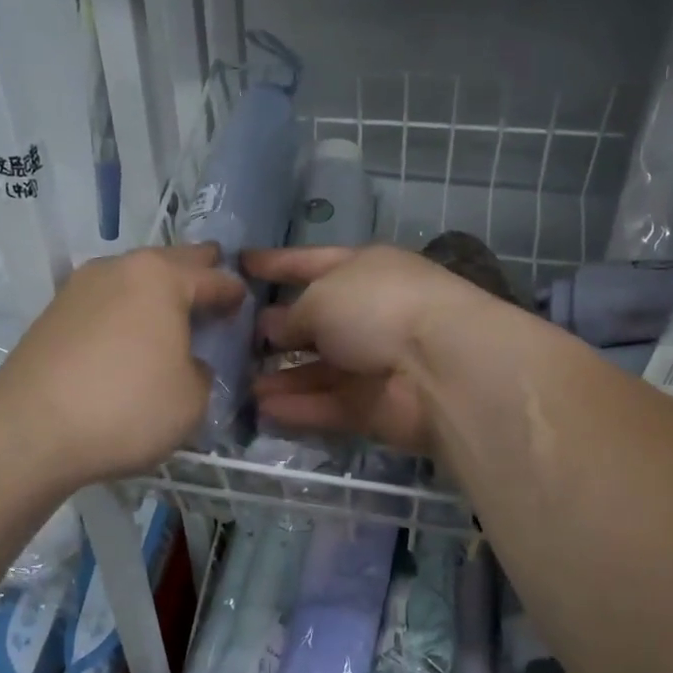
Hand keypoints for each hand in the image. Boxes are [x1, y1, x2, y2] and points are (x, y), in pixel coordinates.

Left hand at [0, 245, 244, 485]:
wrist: (30, 429)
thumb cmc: (127, 406)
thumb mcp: (192, 399)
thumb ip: (200, 372)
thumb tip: (184, 363)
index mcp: (161, 277)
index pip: (213, 278)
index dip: (233, 293)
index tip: (245, 304)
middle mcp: (119, 269)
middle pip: (169, 263)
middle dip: (195, 273)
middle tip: (213, 284)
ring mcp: (80, 288)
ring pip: (132, 279)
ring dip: (155, 293)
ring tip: (171, 314)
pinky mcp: (53, 314)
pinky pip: (105, 302)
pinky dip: (125, 312)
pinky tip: (130, 335)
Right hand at [242, 245, 493, 457]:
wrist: (440, 367)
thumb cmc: (378, 307)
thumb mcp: (322, 297)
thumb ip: (292, 315)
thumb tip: (274, 329)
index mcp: (364, 270)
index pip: (312, 262)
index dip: (277, 262)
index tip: (241, 263)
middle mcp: (370, 313)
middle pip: (315, 321)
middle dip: (275, 328)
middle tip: (232, 337)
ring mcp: (374, 363)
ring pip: (318, 370)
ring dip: (281, 377)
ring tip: (241, 383)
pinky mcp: (375, 406)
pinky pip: (327, 405)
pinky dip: (297, 408)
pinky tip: (261, 410)